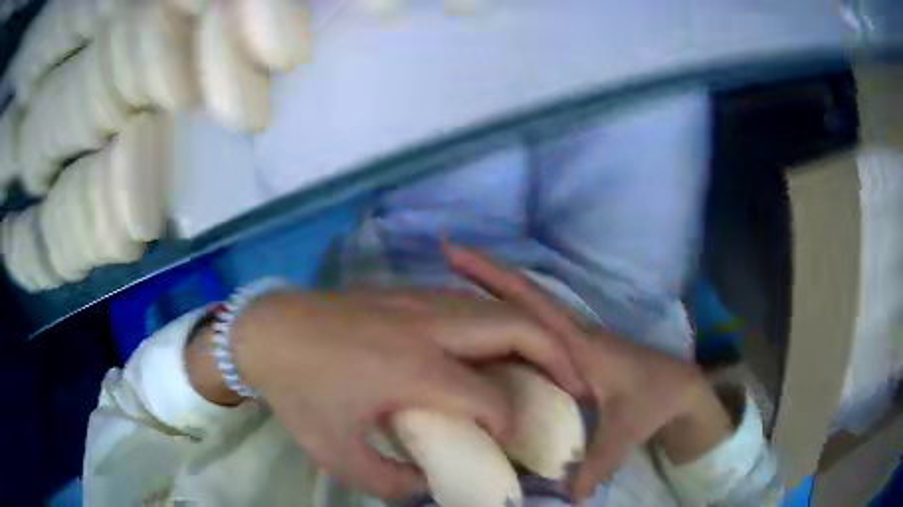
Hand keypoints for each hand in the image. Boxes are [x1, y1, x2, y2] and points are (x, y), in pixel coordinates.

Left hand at [186, 287, 582, 500]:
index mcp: (414, 369)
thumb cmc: (299, 393)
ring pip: (498, 308)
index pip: (491, 398)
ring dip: (533, 334)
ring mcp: (419, 300)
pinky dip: (500, 323)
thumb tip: (431, 487)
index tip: (509, 445)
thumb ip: (392, 482)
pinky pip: (472, 303)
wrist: (267, 330)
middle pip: (519, 329)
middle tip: (573, 384)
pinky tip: (494, 346)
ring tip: (546, 365)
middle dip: (558, 358)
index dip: (510, 425)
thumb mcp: (338, 454)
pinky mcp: (407, 292)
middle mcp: (429, 327)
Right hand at [443, 245, 732, 499]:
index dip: (493, 277)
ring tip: (447, 296)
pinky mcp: (570, 359)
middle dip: (483, 273)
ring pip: (525, 316)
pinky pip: (530, 338)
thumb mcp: (629, 430)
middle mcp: (570, 336)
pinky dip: (505, 328)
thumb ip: (599, 463)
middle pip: (521, 297)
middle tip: (445, 254)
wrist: (680, 389)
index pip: (530, 305)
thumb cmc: (657, 399)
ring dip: (492, 299)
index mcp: (579, 344)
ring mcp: (570, 346)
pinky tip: (482, 341)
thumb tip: (568, 497)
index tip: (455, 252)